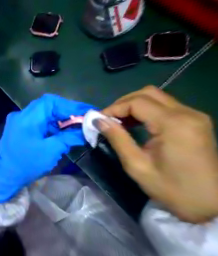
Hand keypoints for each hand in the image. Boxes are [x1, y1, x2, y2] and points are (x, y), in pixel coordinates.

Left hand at [0, 94, 93, 203]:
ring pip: (43, 114)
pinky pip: (38, 121)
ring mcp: (19, 120)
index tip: (87, 112)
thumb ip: (68, 137)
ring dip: (59, 120)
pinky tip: (60, 134)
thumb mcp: (51, 151)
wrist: (4, 174)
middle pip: (48, 107)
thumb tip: (85, 130)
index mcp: (27, 118)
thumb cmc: (27, 164)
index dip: (70, 105)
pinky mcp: (19, 127)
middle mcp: (21, 114)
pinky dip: (50, 126)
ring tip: (74, 129)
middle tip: (82, 121)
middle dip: (66, 113)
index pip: (51, 102)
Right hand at [100, 85, 217, 221]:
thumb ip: (117, 138)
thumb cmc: (171, 188)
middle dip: (122, 103)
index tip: (98, 120)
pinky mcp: (194, 121)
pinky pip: (164, 106)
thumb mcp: (136, 165)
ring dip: (133, 105)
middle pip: (147, 93)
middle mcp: (187, 113)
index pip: (137, 102)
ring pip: (156, 97)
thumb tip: (98, 121)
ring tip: (118, 121)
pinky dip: (145, 110)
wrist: (211, 205)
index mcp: (174, 124)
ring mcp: (193, 115)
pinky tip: (135, 123)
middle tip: (107, 119)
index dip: (113, 108)